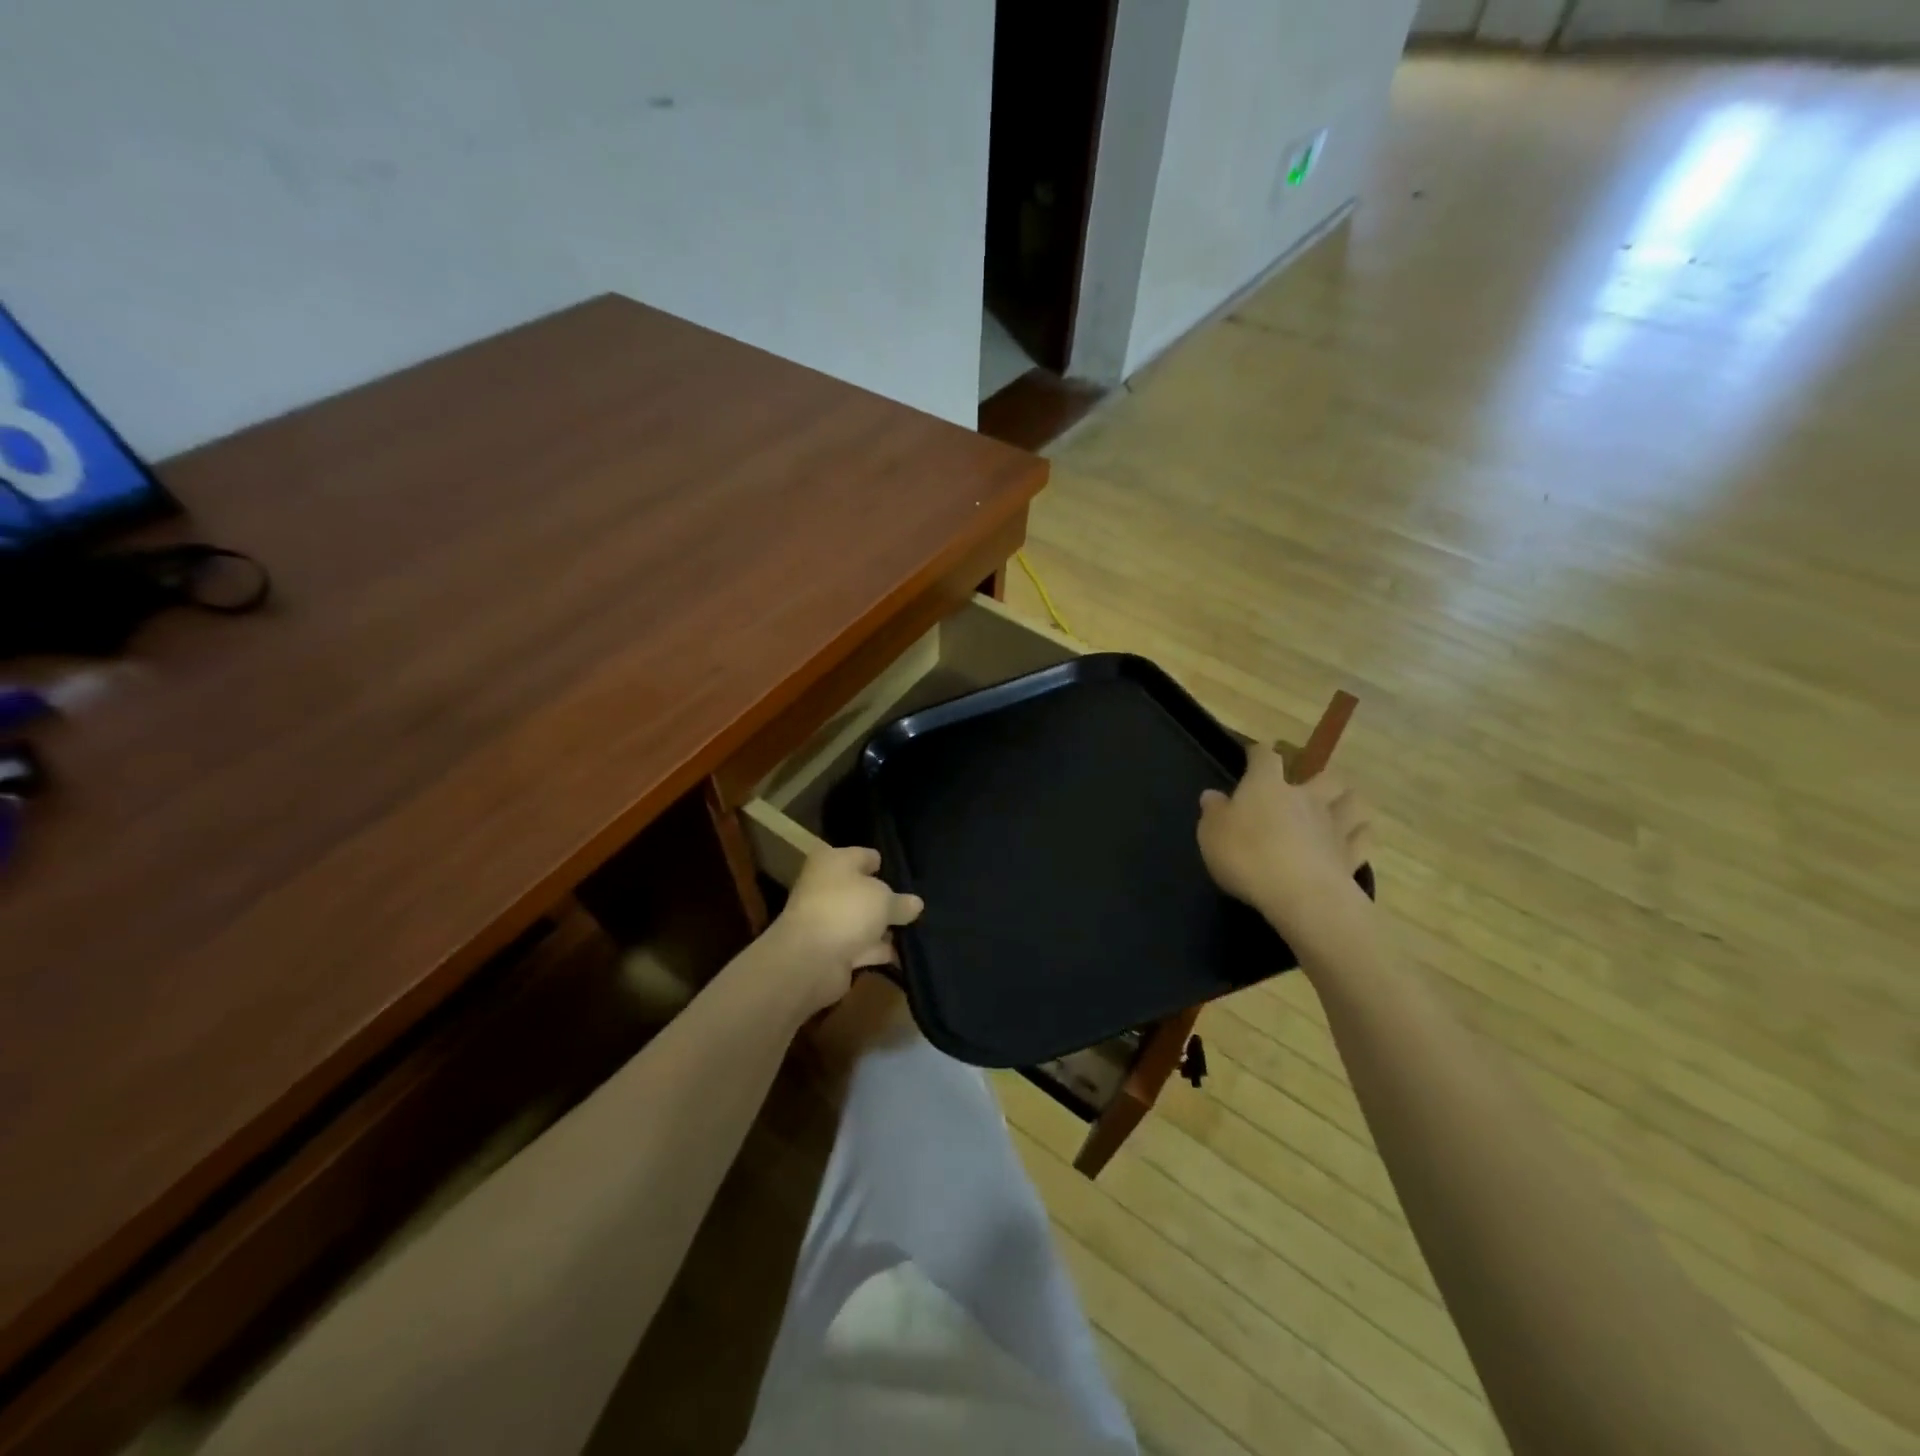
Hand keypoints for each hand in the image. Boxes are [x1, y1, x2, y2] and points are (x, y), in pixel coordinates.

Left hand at [765, 847, 923, 1014]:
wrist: (811, 959)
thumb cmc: (846, 909)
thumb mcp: (884, 898)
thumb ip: (901, 901)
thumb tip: (915, 904)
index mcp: (833, 862)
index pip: (865, 856)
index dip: (886, 865)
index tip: (910, 876)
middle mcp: (827, 887)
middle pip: (864, 890)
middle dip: (888, 899)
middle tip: (918, 905)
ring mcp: (829, 921)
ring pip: (864, 920)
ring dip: (885, 928)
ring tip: (919, 929)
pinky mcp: (833, 951)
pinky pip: (863, 946)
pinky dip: (880, 950)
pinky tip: (906, 953)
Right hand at [1197, 750, 1372, 954]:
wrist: (1301, 896)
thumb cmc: (1247, 857)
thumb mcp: (1212, 834)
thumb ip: (1214, 812)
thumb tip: (1212, 795)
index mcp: (1267, 786)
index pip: (1265, 757)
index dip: (1259, 753)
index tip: (1254, 754)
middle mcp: (1306, 798)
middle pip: (1323, 775)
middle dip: (1317, 777)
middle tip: (1307, 786)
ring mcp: (1334, 826)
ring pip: (1352, 802)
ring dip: (1346, 801)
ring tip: (1338, 807)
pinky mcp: (1352, 856)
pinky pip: (1363, 838)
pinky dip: (1360, 835)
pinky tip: (1353, 839)